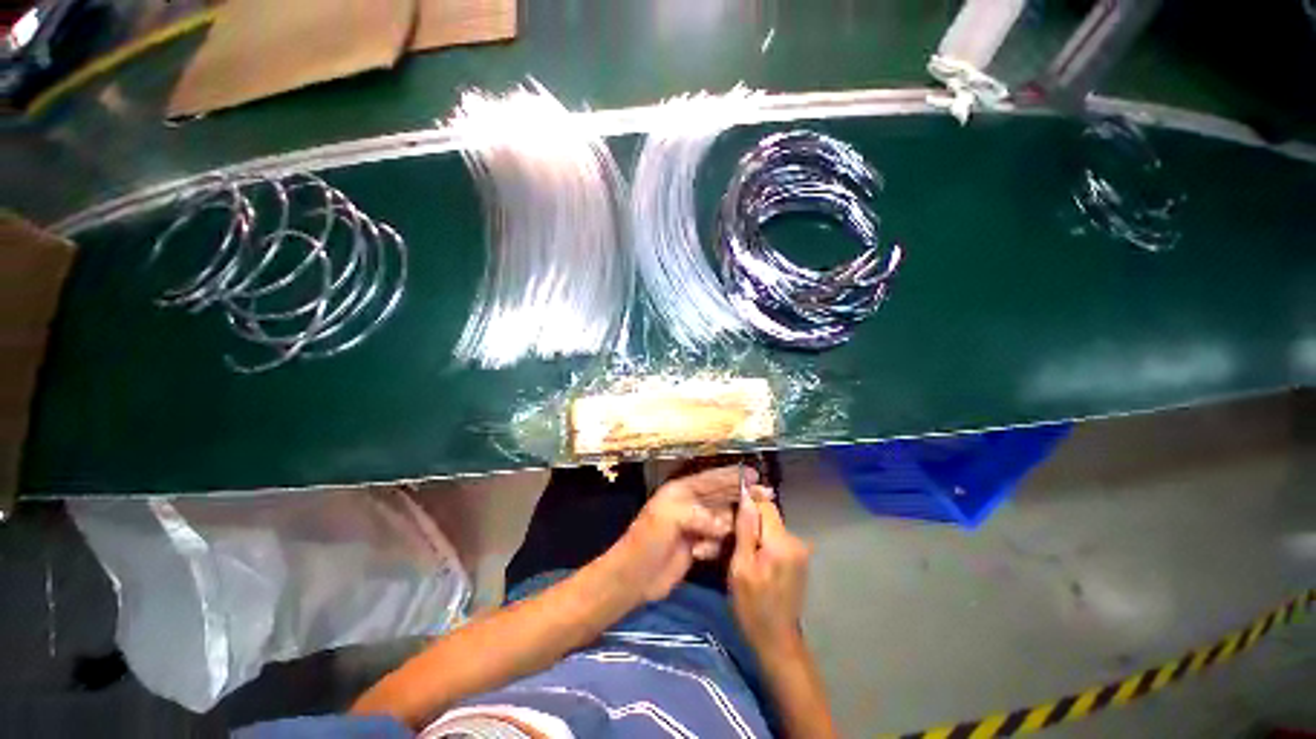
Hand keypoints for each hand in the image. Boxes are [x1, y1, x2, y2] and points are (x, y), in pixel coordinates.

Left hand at [609, 465, 771, 601]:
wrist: (634, 577)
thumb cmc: (648, 541)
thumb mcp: (669, 518)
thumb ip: (699, 515)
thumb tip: (725, 525)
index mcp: (681, 491)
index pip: (711, 479)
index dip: (732, 476)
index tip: (754, 474)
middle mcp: (689, 504)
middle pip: (721, 495)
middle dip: (741, 495)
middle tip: (766, 494)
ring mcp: (694, 524)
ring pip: (722, 518)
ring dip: (730, 524)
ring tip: (741, 528)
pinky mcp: (696, 544)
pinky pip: (717, 539)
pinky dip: (717, 544)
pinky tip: (705, 552)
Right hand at [729, 496, 811, 654]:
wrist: (777, 640)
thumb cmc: (753, 606)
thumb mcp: (740, 567)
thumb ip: (745, 531)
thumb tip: (747, 498)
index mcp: (780, 542)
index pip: (765, 505)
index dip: (748, 504)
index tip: (732, 511)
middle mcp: (795, 541)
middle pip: (769, 516)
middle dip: (751, 523)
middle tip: (732, 540)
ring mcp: (800, 551)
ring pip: (772, 528)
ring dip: (757, 534)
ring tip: (742, 553)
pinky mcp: (799, 559)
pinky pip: (777, 540)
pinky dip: (765, 544)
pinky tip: (756, 561)